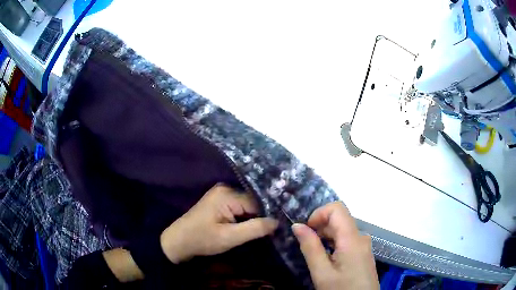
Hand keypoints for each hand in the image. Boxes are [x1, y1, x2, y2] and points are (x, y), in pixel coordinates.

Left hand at [160, 184, 278, 263]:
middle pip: (253, 202)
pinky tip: (253, 227)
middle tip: (275, 231)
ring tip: (267, 230)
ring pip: (247, 206)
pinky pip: (239, 208)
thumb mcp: (230, 238)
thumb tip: (277, 222)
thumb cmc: (202, 239)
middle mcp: (226, 189)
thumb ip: (255, 229)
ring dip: (254, 218)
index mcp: (228, 194)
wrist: (179, 241)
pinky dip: (246, 217)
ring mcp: (222, 195)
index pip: (258, 202)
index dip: (268, 215)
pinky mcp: (220, 202)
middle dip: (262, 216)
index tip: (279, 227)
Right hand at [292, 202, 378, 289]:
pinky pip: (347, 239)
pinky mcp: (363, 253)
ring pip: (343, 229)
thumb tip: (297, 225)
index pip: (337, 209)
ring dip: (326, 236)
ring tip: (315, 254)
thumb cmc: (341, 289)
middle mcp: (361, 237)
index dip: (319, 214)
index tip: (306, 230)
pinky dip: (333, 243)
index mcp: (352, 238)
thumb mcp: (322, 272)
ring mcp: (364, 245)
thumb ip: (310, 247)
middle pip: (339, 219)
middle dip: (320, 227)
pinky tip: (327, 258)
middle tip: (306, 245)